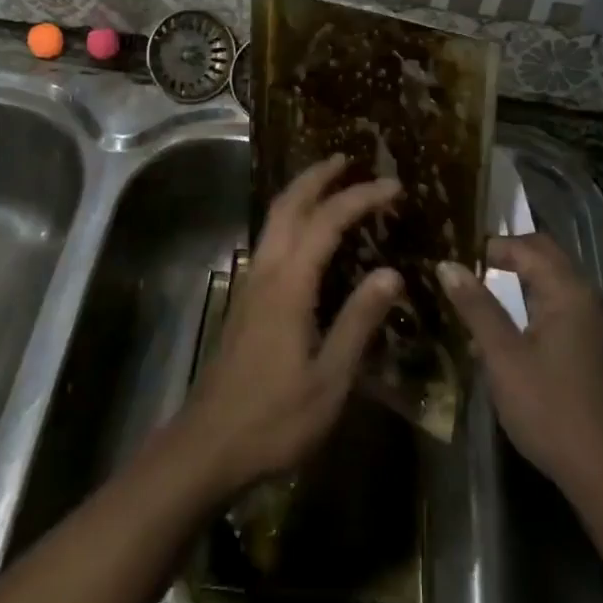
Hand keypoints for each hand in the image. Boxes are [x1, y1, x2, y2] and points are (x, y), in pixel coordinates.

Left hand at [178, 156, 402, 498]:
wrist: (208, 444)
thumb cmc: (275, 418)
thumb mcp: (330, 379)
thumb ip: (359, 321)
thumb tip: (391, 273)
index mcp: (289, 284)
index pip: (328, 221)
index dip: (361, 197)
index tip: (393, 186)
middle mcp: (266, 270)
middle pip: (289, 204)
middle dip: (318, 175)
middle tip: (348, 158)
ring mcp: (251, 281)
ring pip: (274, 218)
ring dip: (301, 192)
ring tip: (331, 183)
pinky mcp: (245, 298)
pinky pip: (271, 238)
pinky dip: (292, 217)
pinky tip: (307, 234)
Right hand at [438, 234, 602, 511]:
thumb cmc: (551, 410)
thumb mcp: (503, 358)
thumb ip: (476, 307)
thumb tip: (448, 265)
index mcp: (568, 291)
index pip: (526, 246)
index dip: (490, 246)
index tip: (456, 256)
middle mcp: (587, 296)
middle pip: (545, 255)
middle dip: (508, 255)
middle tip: (467, 268)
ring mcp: (597, 322)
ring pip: (555, 279)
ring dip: (521, 278)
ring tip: (483, 291)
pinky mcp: (597, 345)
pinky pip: (563, 303)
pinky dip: (535, 300)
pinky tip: (512, 324)